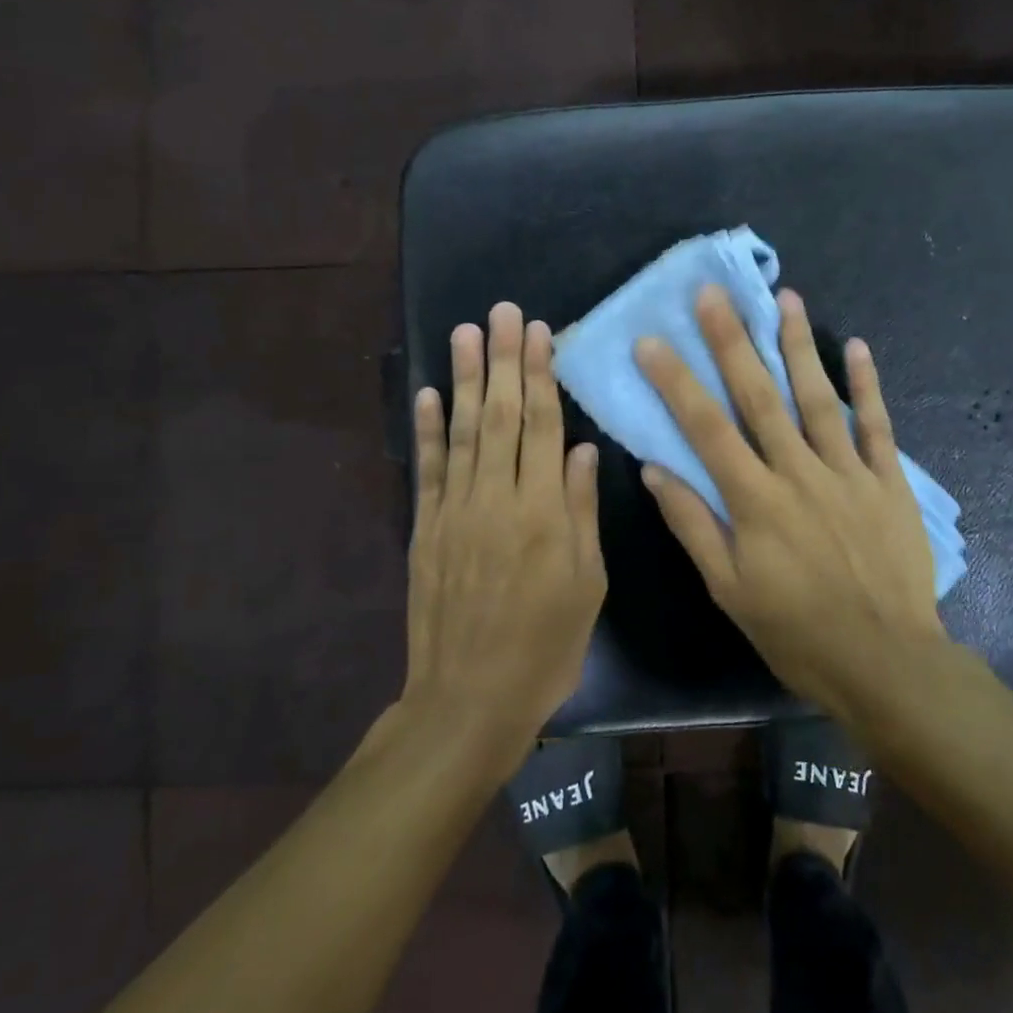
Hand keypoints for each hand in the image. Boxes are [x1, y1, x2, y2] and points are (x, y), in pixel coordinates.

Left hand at [404, 303, 606, 769]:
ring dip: (463, 379)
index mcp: (543, 512)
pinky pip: (428, 470)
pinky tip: (426, 394)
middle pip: (500, 415)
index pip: (541, 426)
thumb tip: (584, 450)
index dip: (539, 375)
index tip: (538, 332)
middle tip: (502, 312)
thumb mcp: (587, 584)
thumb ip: (582, 511)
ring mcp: (455, 511)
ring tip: (465, 332)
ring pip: (461, 431)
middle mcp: (496, 499)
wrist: (469, 701)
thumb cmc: (545, 647)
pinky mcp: (426, 529)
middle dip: (502, 359)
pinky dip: (426, 429)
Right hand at [634, 286, 947, 717]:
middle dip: (733, 342)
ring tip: (785, 298)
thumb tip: (655, 470)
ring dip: (799, 346)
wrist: (886, 662)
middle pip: (760, 397)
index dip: (676, 382)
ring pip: (818, 397)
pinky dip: (868, 385)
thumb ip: (693, 525)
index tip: (652, 341)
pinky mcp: (887, 482)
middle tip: (715, 294)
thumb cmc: (797, 631)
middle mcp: (799, 473)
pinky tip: (857, 346)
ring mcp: (847, 472)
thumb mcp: (729, 591)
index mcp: (755, 501)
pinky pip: (876, 425)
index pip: (706, 429)